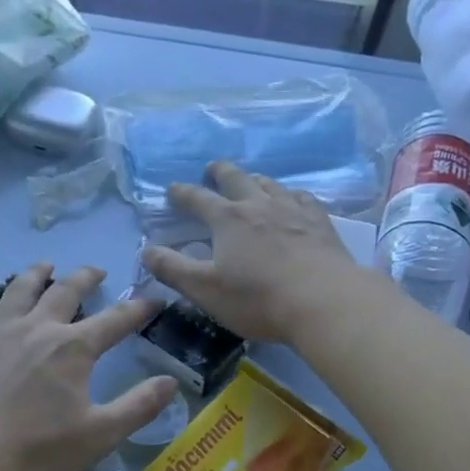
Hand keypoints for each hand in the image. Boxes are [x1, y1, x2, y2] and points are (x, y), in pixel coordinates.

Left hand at [0, 263, 176, 470]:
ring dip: (35, 275)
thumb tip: (171, 382)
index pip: (115, 321)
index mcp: (73, 348)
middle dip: (85, 278)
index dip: (138, 310)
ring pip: (18, 291)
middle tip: (97, 272)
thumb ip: (139, 406)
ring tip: (44, 267)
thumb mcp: (101, 434)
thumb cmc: (39, 450)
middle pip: (65, 292)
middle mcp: (37, 330)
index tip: (153, 302)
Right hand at [140, 161, 366, 343]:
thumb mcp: (205, 290)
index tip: (173, 190)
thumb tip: (147, 251)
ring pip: (270, 184)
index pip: (197, 199)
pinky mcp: (320, 222)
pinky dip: (290, 195)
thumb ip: (173, 270)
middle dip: (220, 173)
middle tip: (212, 169)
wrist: (322, 301)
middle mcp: (259, 205)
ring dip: (255, 180)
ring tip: (251, 182)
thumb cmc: (258, 299)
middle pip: (236, 179)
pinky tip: (293, 201)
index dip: (182, 194)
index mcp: (227, 220)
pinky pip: (302, 198)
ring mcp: (292, 210)